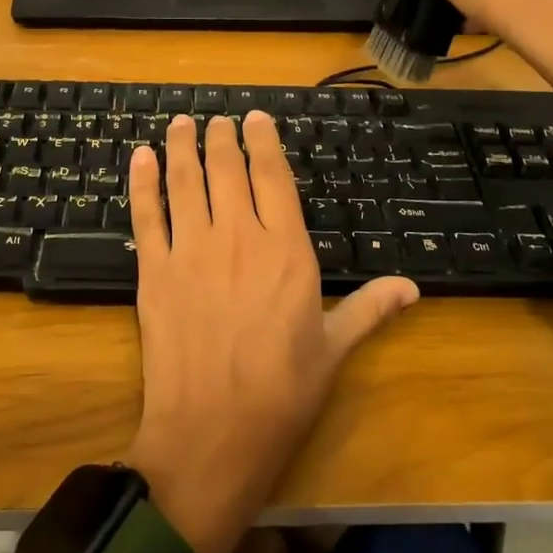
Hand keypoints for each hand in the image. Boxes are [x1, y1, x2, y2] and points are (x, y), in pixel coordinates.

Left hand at [122, 113, 418, 552]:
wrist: (212, 435)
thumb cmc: (282, 394)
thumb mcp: (334, 349)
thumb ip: (370, 308)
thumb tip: (413, 286)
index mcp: (286, 250)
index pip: (273, 176)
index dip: (263, 141)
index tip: (256, 117)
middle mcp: (237, 237)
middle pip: (226, 169)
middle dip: (220, 137)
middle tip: (216, 118)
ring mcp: (190, 251)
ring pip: (185, 182)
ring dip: (181, 147)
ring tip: (180, 123)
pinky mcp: (153, 271)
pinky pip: (147, 215)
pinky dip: (142, 183)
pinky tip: (139, 158)